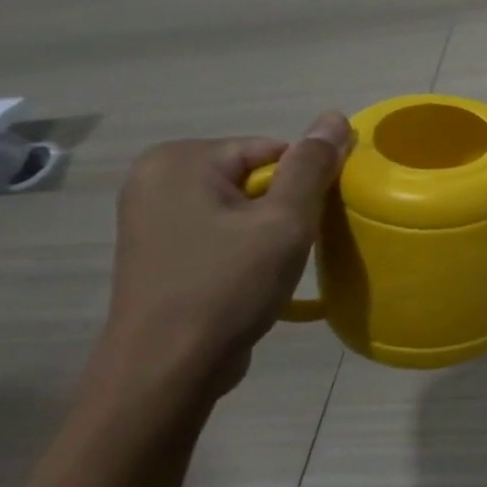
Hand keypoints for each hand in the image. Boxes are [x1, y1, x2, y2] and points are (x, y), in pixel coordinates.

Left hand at [98, 113, 352, 402]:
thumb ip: (312, 166)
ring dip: (268, 229)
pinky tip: (250, 277)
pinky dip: (243, 245)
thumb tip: (335, 116)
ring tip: (273, 266)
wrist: (167, 369)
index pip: (273, 150)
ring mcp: (151, 215)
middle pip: (255, 175)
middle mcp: (155, 177)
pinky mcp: (158, 248)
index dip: (303, 184)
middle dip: (284, 207)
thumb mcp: (284, 221)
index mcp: (179, 160)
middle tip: (293, 247)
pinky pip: (219, 228)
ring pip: (241, 204)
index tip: (310, 223)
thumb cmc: (227, 286)